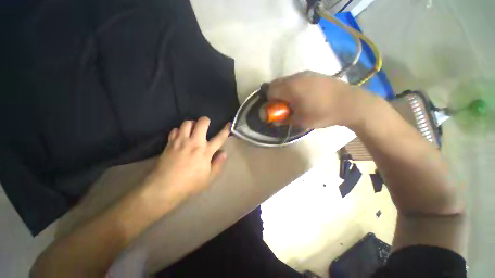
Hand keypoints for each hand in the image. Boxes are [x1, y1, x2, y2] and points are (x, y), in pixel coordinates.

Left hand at [145, 117, 230, 202]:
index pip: (219, 138)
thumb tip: (224, 153)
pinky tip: (180, 136)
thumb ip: (218, 164)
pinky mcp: (170, 143)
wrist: (164, 187)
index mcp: (205, 151)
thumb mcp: (209, 177)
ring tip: (193, 130)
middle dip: (205, 120)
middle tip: (206, 125)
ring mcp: (181, 141)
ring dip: (192, 124)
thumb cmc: (190, 184)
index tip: (229, 124)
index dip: (226, 130)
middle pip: (202, 123)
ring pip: (187, 123)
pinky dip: (179, 131)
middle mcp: (194, 142)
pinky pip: (175, 130)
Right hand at [268, 71, 366, 128]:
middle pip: (277, 83)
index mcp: (290, 87)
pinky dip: (294, 87)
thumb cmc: (322, 113)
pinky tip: (304, 96)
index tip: (276, 109)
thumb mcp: (300, 121)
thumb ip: (284, 120)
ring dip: (285, 91)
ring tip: (294, 102)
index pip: (270, 90)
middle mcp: (295, 77)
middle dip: (276, 95)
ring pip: (287, 81)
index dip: (269, 101)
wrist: (350, 103)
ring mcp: (306, 73)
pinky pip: (297, 79)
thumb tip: (275, 121)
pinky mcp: (315, 74)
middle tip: (283, 106)